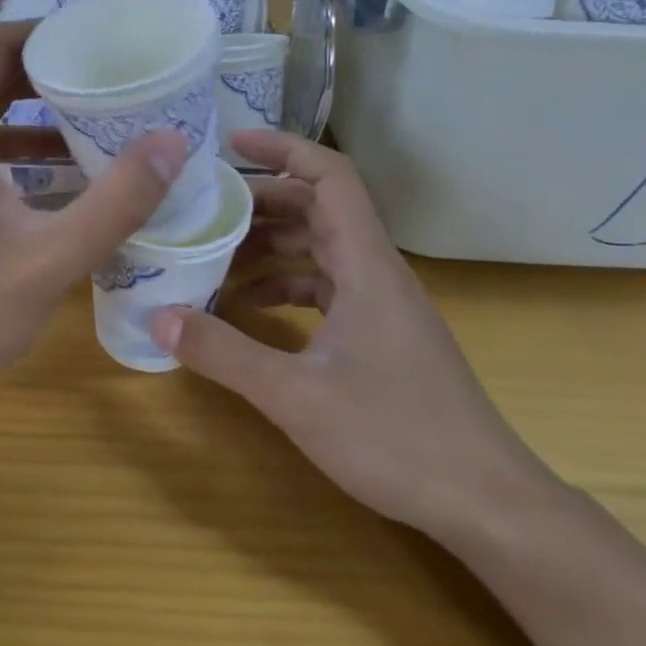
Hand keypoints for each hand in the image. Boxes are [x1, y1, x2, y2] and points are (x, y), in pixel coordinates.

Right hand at [151, 130, 546, 537]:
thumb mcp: (297, 397)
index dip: (283, 148)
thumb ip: (225, 354)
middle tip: (204, 207)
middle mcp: (377, 271)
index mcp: (367, 264)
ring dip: (271, 244)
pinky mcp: (381, 332)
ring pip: (322, 247)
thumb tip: (158, 317)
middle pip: (318, 208)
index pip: (330, 177)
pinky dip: (287, 283)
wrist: (486, 502)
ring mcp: (382, 303)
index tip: (232, 142)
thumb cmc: (397, 437)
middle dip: (261, 200)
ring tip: (215, 254)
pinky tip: (251, 306)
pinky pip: (327, 285)